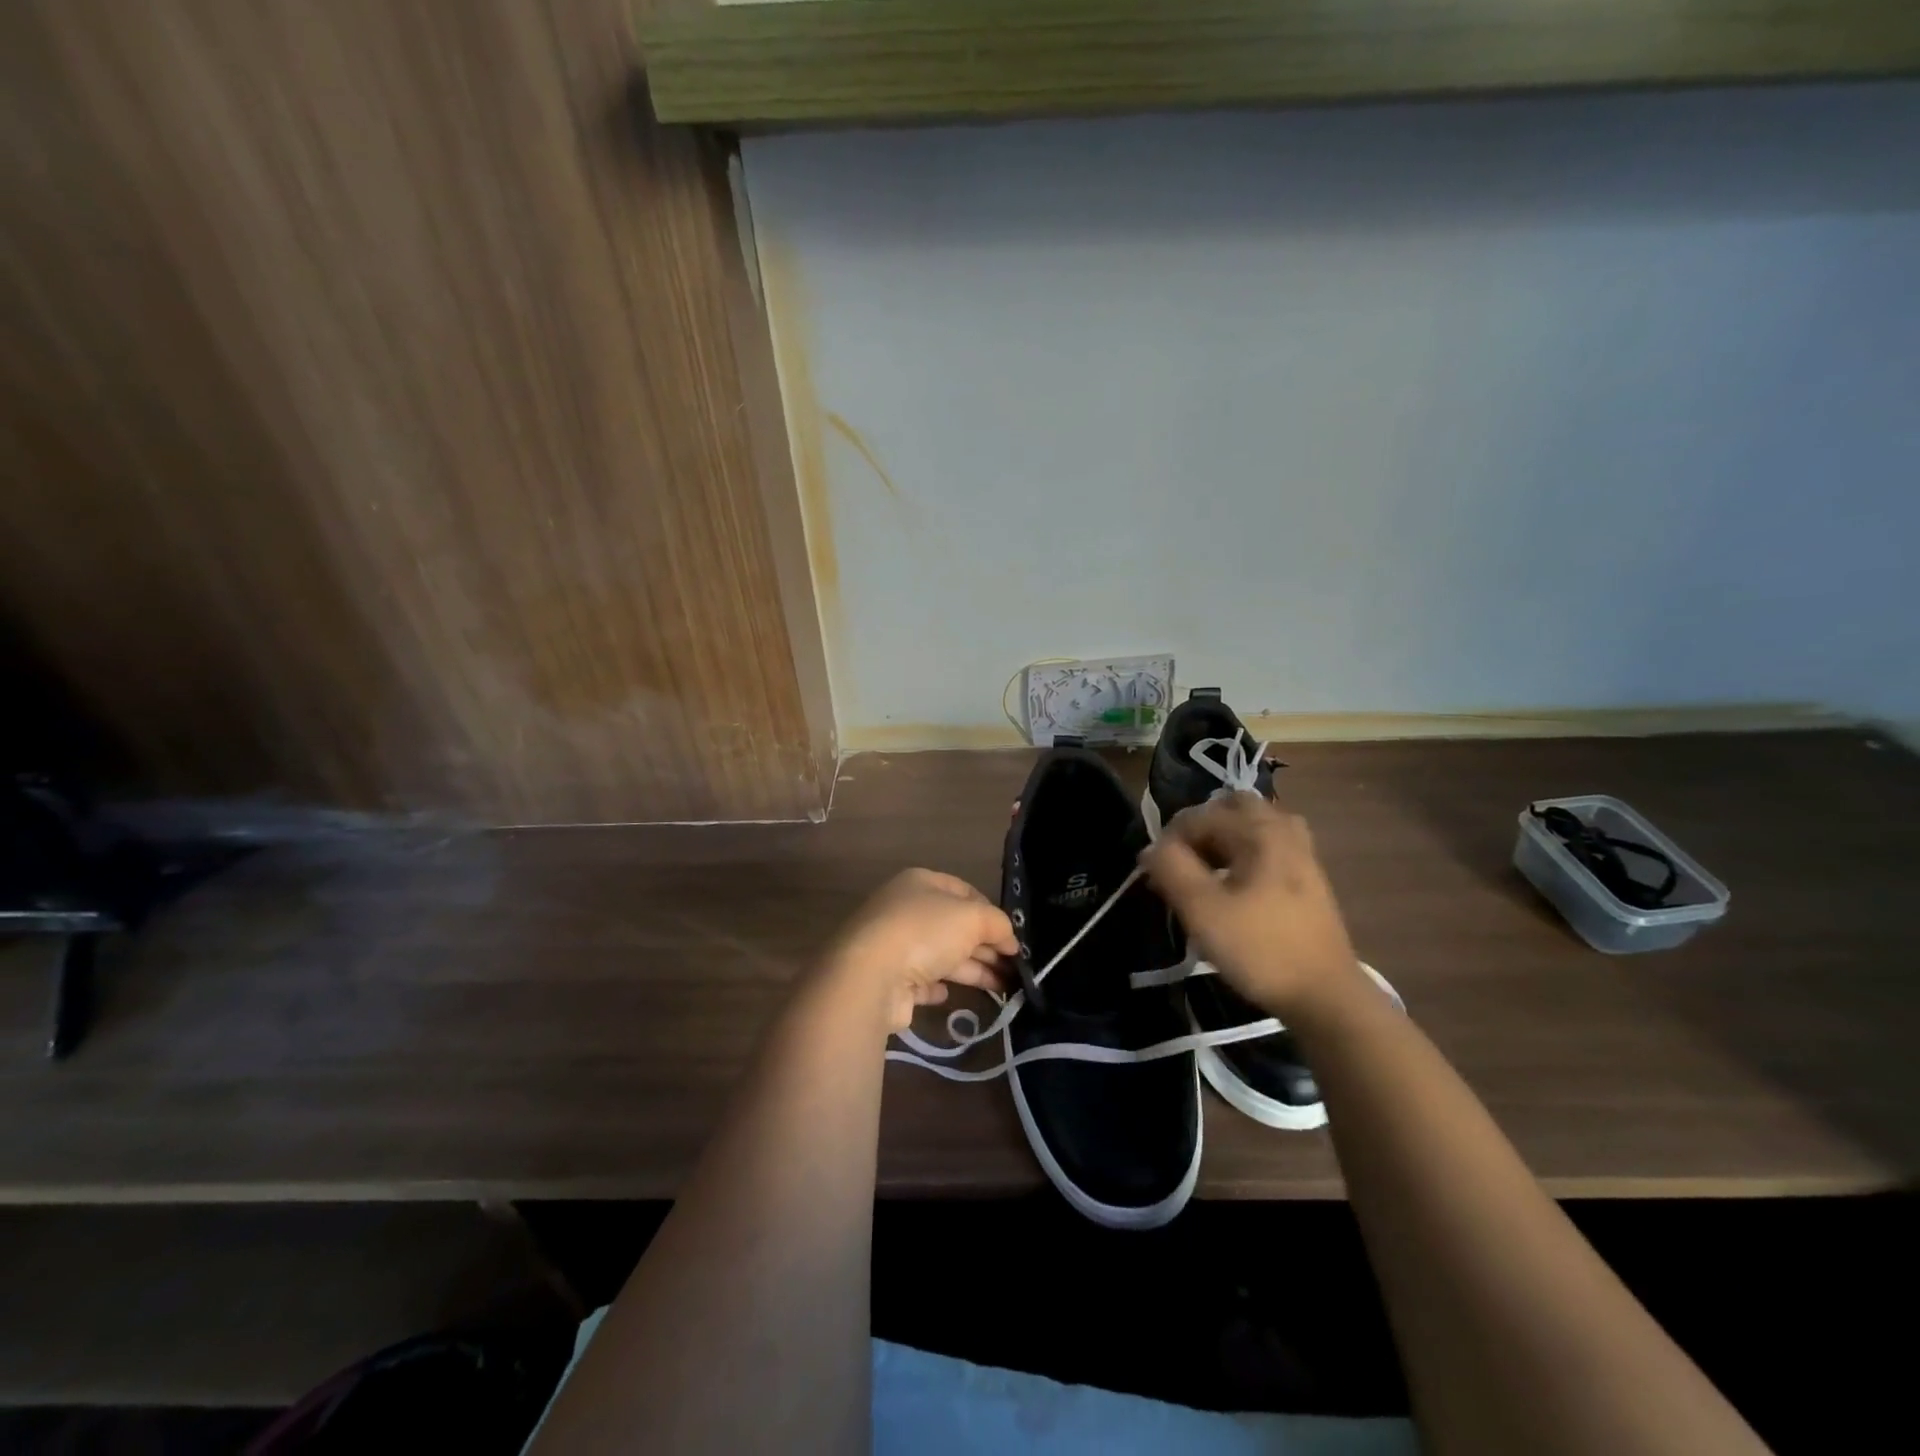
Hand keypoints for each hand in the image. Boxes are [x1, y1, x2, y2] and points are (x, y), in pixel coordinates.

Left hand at [822, 869, 1018, 1032]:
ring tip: (1004, 988)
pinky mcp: (889, 980)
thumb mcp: (972, 918)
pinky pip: (920, 982)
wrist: (871, 976)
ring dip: (973, 970)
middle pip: (955, 927)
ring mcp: (895, 946)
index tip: (1012, 937)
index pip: (964, 892)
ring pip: (942, 956)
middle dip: (986, 946)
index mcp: (921, 883)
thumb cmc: (925, 932)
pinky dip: (937, 987)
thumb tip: (1009, 938)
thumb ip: (997, 924)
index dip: (991, 912)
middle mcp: (905, 910)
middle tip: (1014, 968)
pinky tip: (950, 995)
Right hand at [1140, 792, 1360, 1020]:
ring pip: (1251, 825)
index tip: (1156, 877)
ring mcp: (1301, 851)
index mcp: (1259, 830)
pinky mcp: (1308, 876)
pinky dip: (1244, 853)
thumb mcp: (1202, 910)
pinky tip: (1235, 884)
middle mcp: (1283, 829)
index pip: (1197, 817)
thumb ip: (1170, 868)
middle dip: (1199, 829)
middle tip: (1183, 864)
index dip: (1168, 842)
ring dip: (1223, 839)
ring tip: (1206, 872)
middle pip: (1230, 807)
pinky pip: (1267, 844)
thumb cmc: (1260, 948)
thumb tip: (1151, 849)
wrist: (1325, 996)